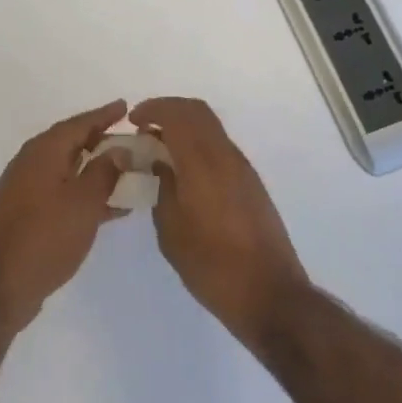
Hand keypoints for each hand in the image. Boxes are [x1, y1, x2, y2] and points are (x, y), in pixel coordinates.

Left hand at [0, 100, 128, 329]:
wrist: (0, 286)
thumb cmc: (47, 236)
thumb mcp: (84, 201)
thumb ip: (105, 171)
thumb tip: (118, 149)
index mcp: (43, 151)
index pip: (79, 123)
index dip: (104, 115)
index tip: (126, 106)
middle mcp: (31, 163)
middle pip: (71, 143)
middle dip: (100, 139)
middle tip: (130, 138)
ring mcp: (26, 189)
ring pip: (68, 169)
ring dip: (96, 169)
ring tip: (127, 171)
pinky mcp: (26, 214)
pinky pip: (63, 191)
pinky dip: (85, 192)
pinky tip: (111, 207)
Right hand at [131, 98, 307, 349]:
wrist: (269, 293)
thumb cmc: (212, 266)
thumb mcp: (172, 231)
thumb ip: (163, 188)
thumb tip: (160, 162)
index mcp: (203, 163)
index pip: (178, 115)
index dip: (153, 109)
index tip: (133, 120)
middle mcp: (226, 156)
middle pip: (198, 112)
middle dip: (169, 110)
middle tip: (145, 128)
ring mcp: (242, 168)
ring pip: (211, 128)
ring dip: (185, 127)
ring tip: (160, 150)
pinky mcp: (251, 183)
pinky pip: (220, 147)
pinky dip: (199, 145)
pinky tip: (184, 171)